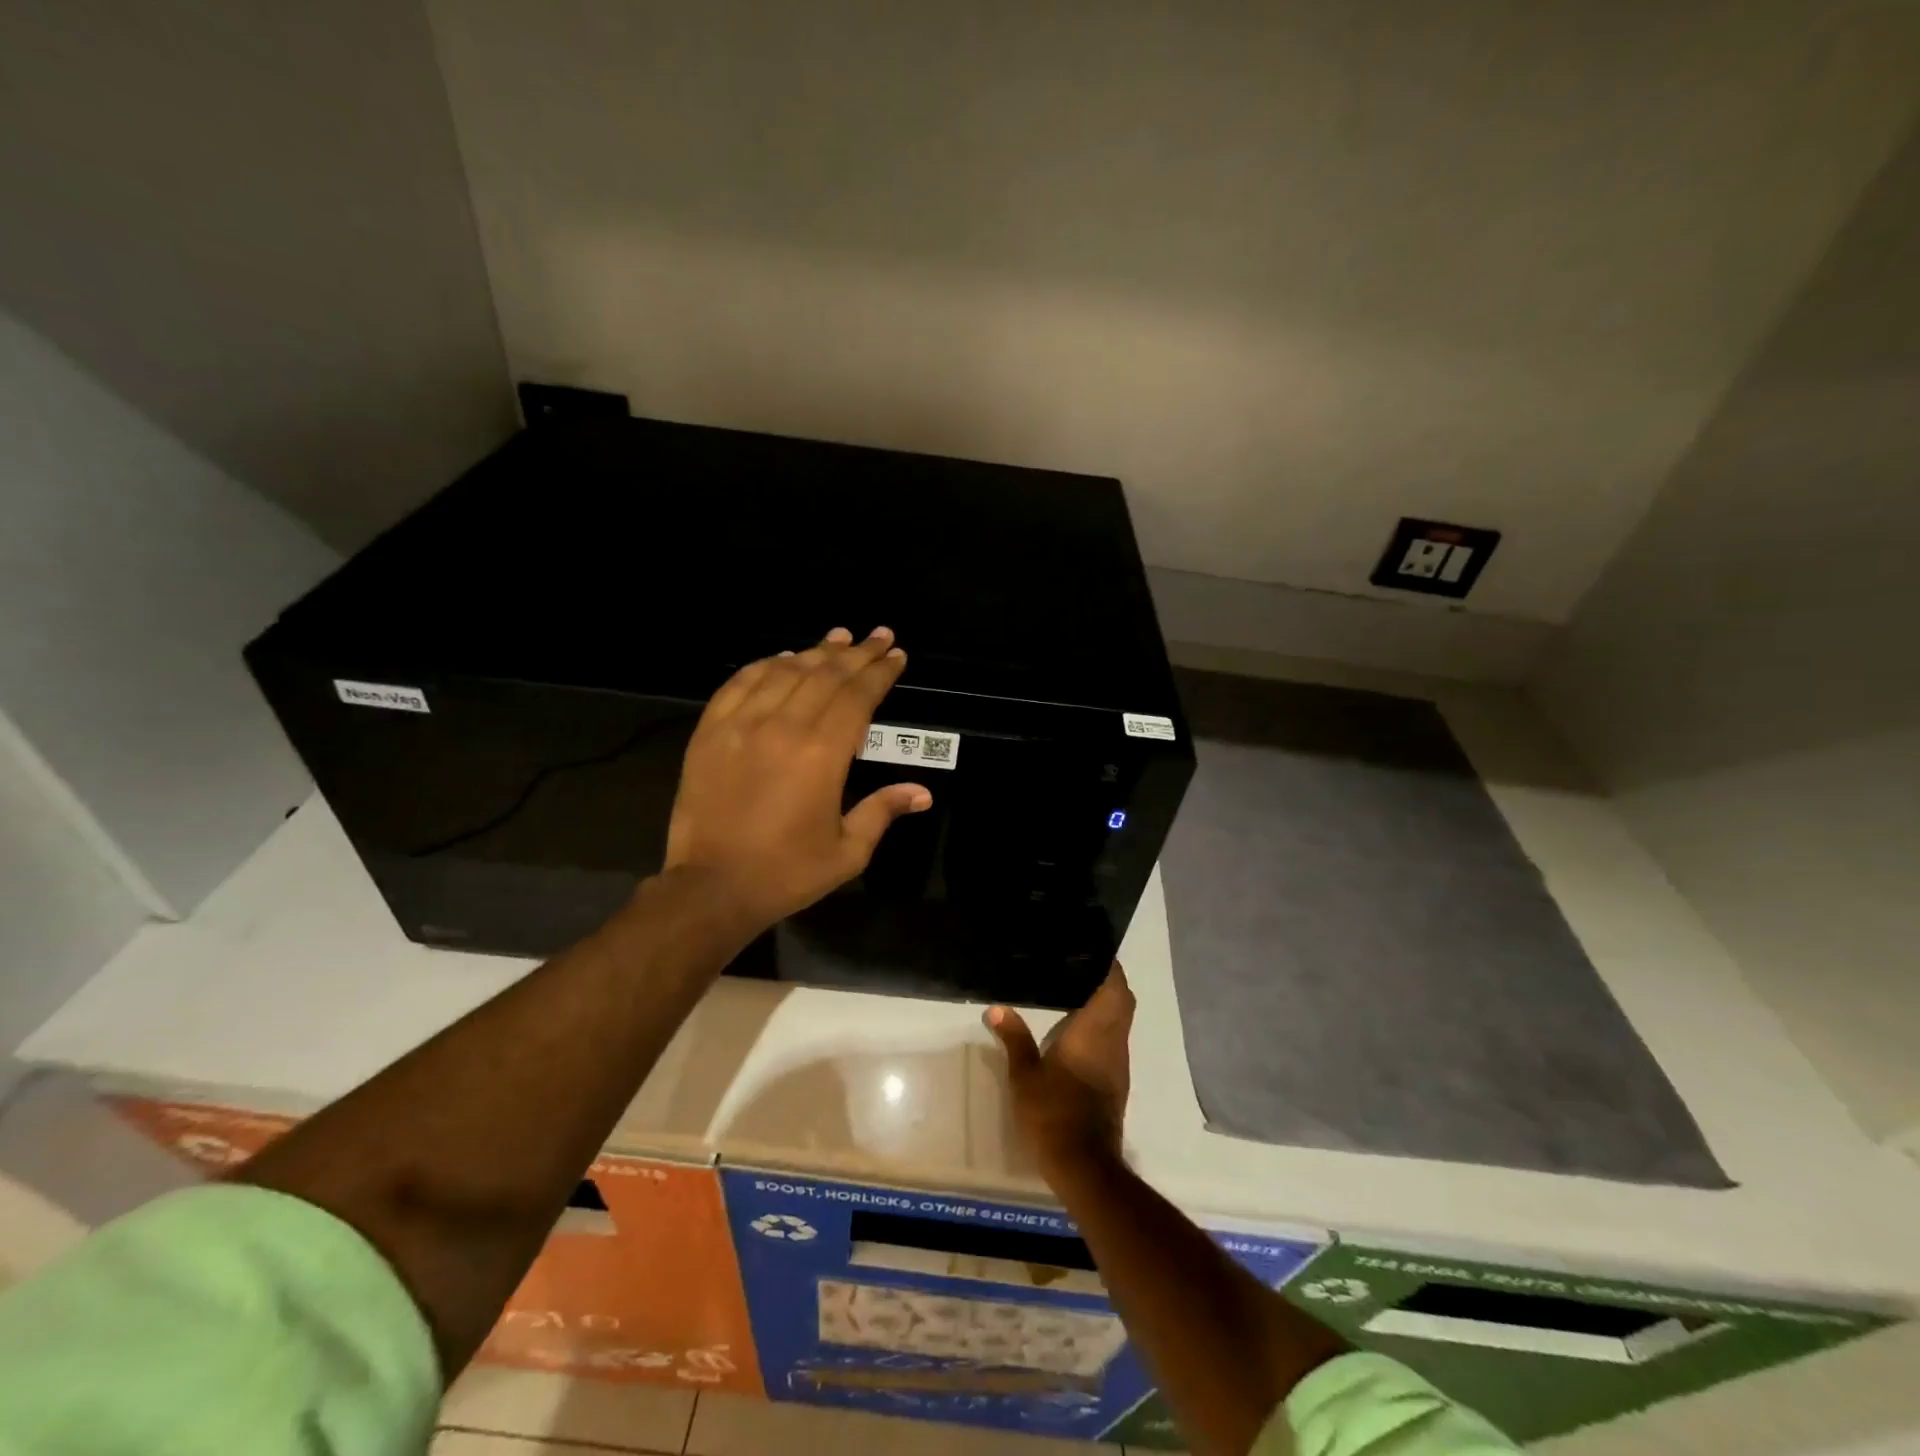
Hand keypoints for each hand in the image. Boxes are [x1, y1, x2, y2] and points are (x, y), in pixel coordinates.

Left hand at [663, 626, 931, 931]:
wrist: (711, 887)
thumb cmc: (787, 872)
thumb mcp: (847, 851)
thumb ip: (882, 811)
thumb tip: (922, 791)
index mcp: (823, 754)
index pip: (858, 696)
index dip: (880, 672)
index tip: (896, 655)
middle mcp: (784, 727)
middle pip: (826, 674)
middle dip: (857, 653)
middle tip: (878, 635)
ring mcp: (741, 725)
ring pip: (785, 671)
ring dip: (815, 651)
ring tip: (839, 637)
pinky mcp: (710, 731)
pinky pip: (741, 683)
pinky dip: (766, 665)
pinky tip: (783, 658)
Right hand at [987, 964, 1134, 1176]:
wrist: (1083, 1164)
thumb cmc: (1053, 1112)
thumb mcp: (1025, 1075)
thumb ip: (1014, 1038)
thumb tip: (996, 1008)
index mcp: (1095, 1032)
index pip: (1115, 988)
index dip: (1110, 967)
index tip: (1093, 951)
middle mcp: (1113, 1042)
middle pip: (1123, 1002)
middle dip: (1109, 982)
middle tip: (1080, 969)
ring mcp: (1118, 1065)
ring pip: (1121, 1022)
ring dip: (1107, 1005)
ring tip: (1075, 992)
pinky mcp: (1116, 1083)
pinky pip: (1114, 1042)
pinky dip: (1103, 1028)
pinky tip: (1078, 1031)